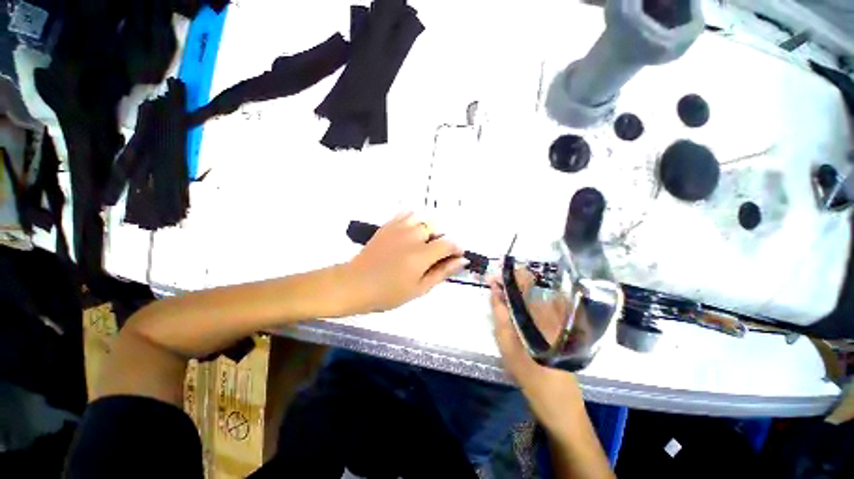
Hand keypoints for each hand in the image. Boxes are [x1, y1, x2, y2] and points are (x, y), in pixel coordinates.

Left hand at [345, 212, 467, 313]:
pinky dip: (413, 220)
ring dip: (426, 229)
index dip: (456, 248)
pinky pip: (406, 214)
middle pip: (435, 229)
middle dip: (439, 240)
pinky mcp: (388, 225)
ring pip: (422, 219)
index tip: (456, 255)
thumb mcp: (419, 289)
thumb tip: (462, 260)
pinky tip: (410, 232)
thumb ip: (442, 272)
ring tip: (421, 243)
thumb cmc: (389, 293)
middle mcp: (412, 237)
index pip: (448, 244)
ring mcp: (399, 228)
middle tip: (433, 255)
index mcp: (421, 255)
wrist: (356, 284)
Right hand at [488, 274, 585, 435]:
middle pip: (530, 286)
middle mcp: (552, 312)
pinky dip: (528, 299)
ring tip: (502, 290)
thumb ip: (500, 314)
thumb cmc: (530, 374)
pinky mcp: (562, 327)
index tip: (495, 269)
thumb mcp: (507, 345)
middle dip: (511, 279)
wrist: (559, 402)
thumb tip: (494, 290)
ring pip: (536, 293)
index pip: (524, 283)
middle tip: (495, 281)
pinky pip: (543, 304)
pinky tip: (518, 305)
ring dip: (519, 288)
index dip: (509, 273)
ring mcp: (560, 319)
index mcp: (539, 314)